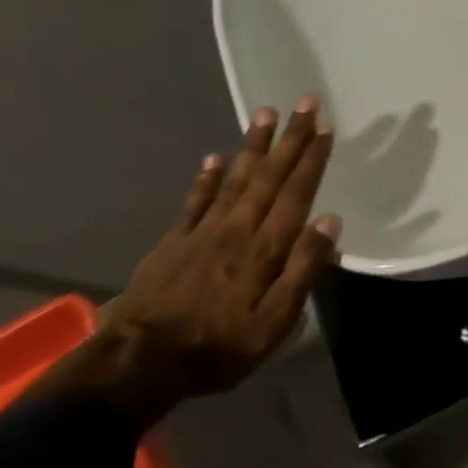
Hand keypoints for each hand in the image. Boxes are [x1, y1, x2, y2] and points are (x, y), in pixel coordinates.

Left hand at [43, 100, 340, 428]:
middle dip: (290, 139)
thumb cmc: (218, 347)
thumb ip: (303, 269)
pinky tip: (216, 157)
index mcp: (265, 248)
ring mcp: (203, 233)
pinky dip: (208, 177)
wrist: (137, 364)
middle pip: (270, 177)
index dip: (312, 159)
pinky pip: (196, 201)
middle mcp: (237, 229)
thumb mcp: (275, 322)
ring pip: (235, 179)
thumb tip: (329, 222)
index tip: (325, 127)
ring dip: (254, 146)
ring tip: (266, 114)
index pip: (296, 193)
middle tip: (305, 104)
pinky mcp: (175, 243)